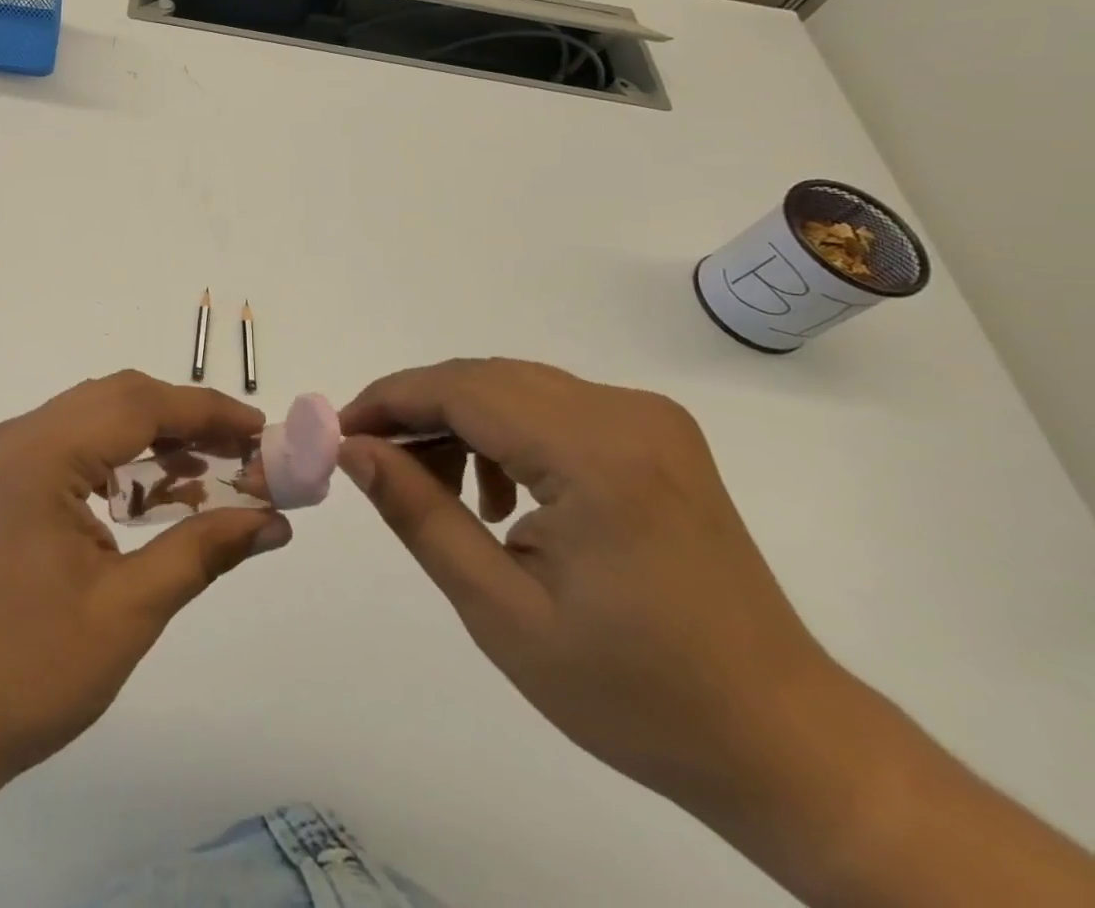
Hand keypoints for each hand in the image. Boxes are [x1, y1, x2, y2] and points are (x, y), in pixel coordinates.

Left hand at [0, 370, 289, 781]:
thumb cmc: (30, 671)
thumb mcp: (129, 609)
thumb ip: (204, 549)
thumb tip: (275, 522)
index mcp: (42, 453)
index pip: (141, 404)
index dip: (209, 411)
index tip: (263, 431)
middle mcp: (19, 437)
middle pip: (120, 399)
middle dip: (187, 421)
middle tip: (246, 455)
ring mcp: (6, 458)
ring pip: (98, 418)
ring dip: (156, 438)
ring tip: (215, 473)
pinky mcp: (4, 484)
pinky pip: (75, 446)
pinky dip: (122, 460)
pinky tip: (158, 495)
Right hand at [337, 358, 833, 812]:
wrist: (784, 742)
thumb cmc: (636, 694)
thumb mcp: (502, 611)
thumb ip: (419, 514)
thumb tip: (351, 448)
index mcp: (597, 455)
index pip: (461, 390)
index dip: (388, 401)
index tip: (337, 434)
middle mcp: (627, 413)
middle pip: (485, 379)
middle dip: (416, 411)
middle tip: (371, 461)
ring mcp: (648, 419)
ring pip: (514, 388)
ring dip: (458, 423)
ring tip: (435, 491)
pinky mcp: (655, 435)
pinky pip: (551, 408)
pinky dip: (503, 434)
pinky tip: (499, 497)